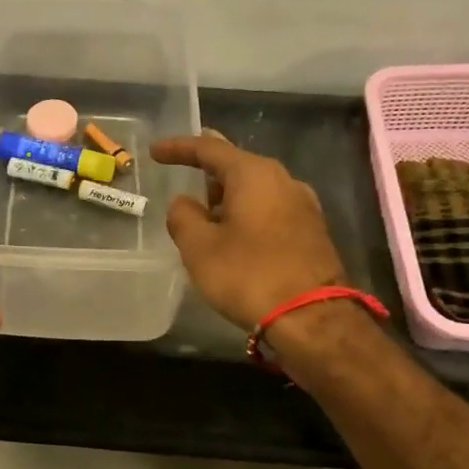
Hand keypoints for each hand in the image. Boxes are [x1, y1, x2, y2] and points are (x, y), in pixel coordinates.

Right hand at [151, 133, 348, 330]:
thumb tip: (185, 203)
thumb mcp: (199, 247)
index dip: (179, 148)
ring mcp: (303, 206)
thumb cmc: (249, 275)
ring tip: (204, 212)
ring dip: (228, 196)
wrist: (314, 319)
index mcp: (254, 174)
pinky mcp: (312, 231)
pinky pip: (269, 209)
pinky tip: (233, 234)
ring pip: (255, 189)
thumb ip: (183, 216)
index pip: (209, 149)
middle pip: (237, 166)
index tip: (155, 152)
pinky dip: (246, 213)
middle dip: (208, 171)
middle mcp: (283, 180)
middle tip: (183, 175)